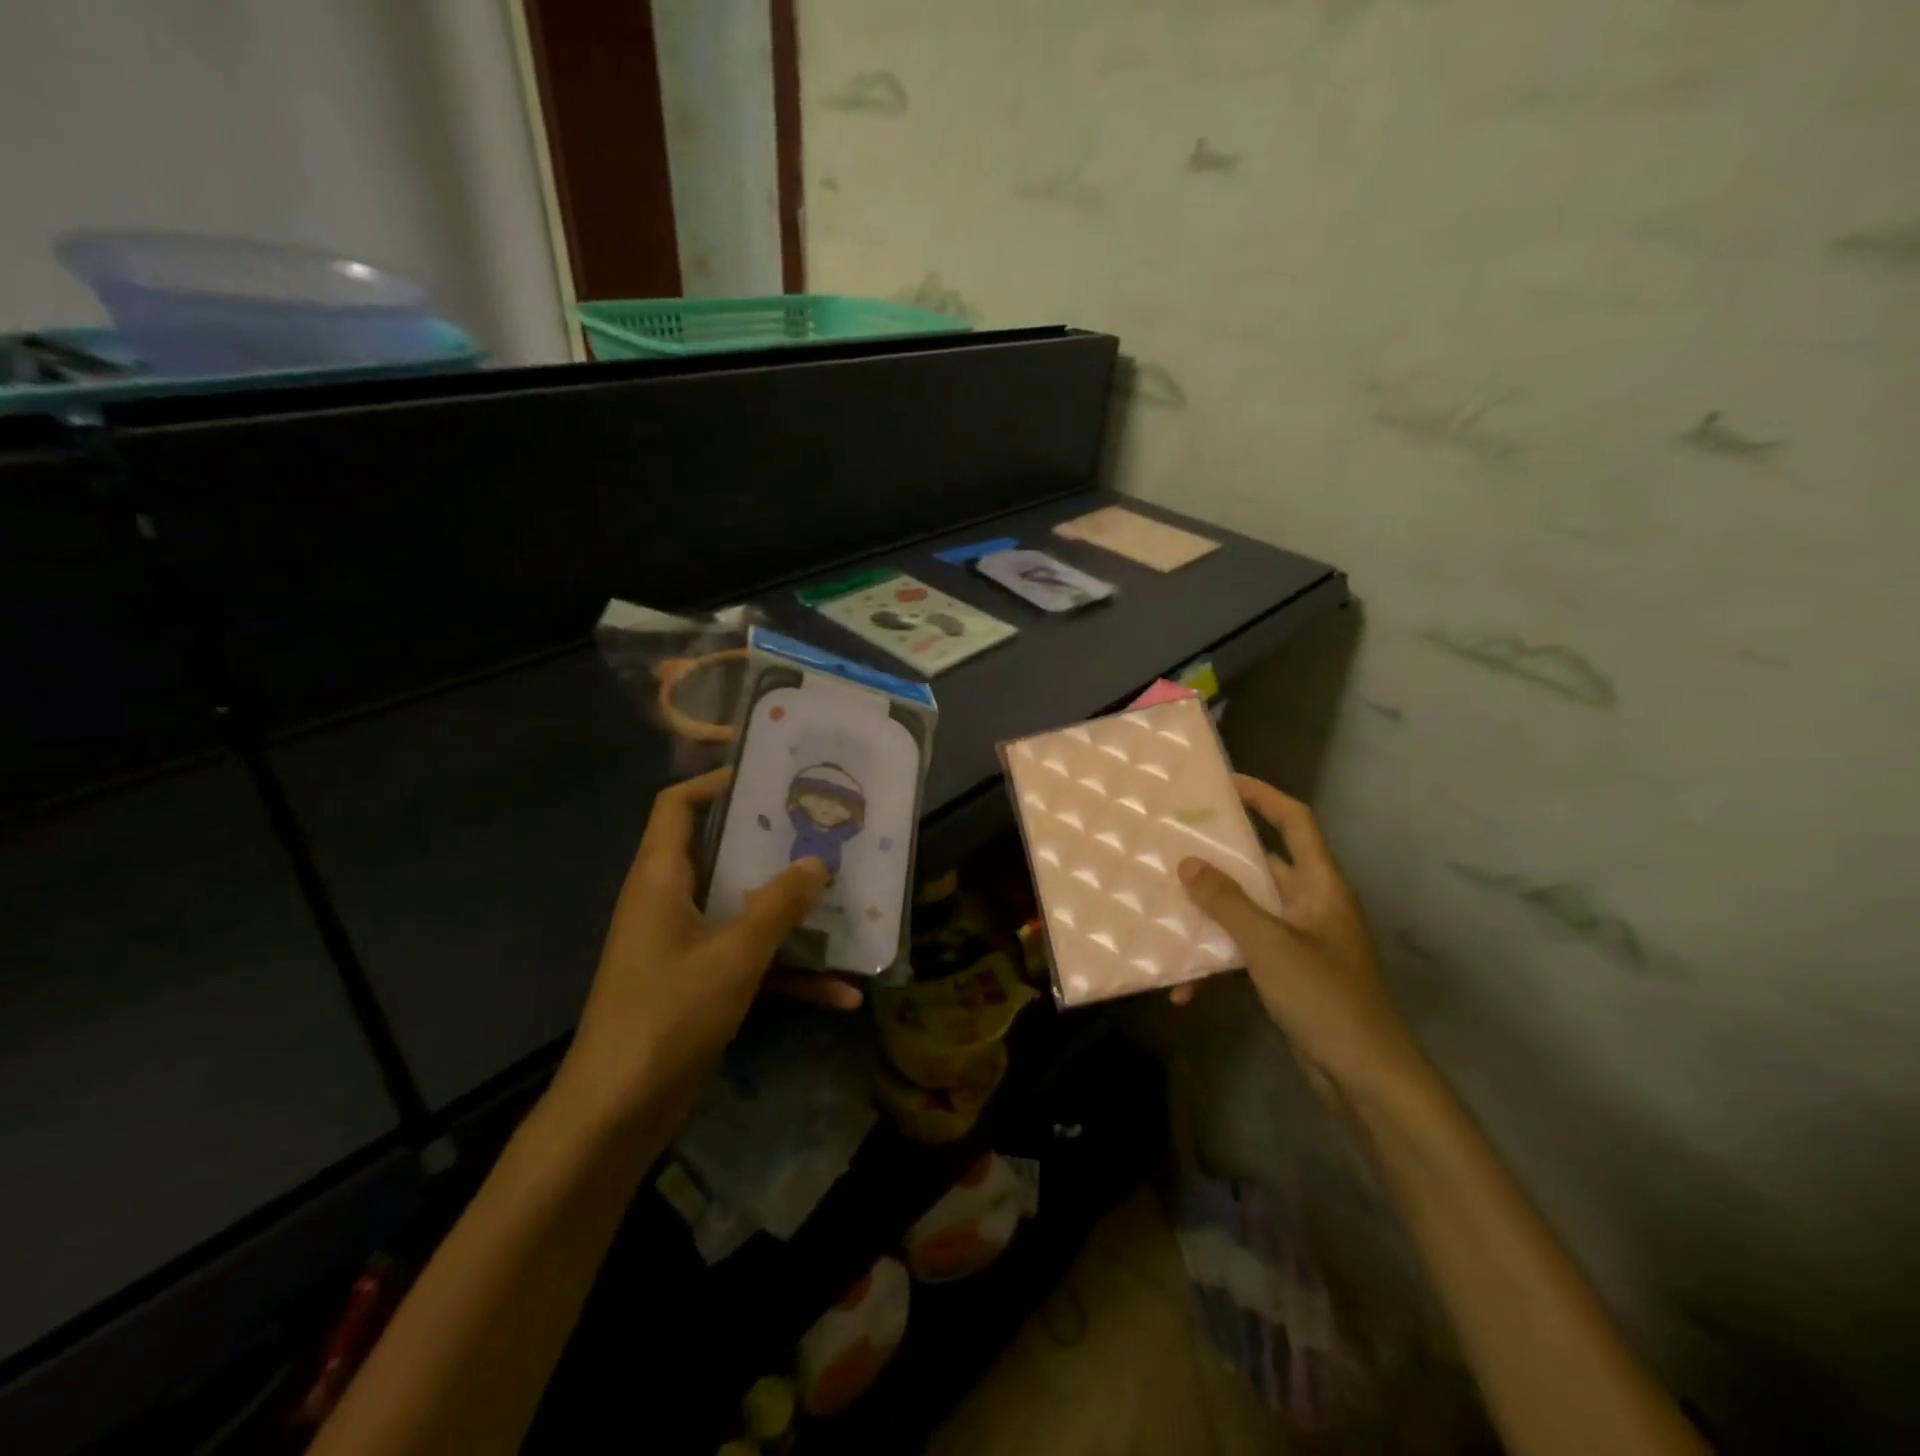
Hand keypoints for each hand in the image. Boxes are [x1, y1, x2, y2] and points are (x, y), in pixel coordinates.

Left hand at [551, 768, 858, 1128]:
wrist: (616, 1114)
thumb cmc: (668, 1015)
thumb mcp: (734, 955)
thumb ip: (778, 905)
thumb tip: (817, 862)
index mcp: (661, 878)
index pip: (677, 806)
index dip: (716, 782)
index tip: (771, 775)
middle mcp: (670, 902)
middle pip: (721, 853)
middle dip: (773, 843)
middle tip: (824, 828)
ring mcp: (685, 945)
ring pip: (743, 909)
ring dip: (791, 910)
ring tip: (845, 896)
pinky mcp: (699, 985)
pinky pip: (750, 962)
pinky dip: (789, 972)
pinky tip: (843, 993)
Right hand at [1176, 775, 1423, 1103]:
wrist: (1365, 1077)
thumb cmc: (1325, 997)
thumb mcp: (1269, 944)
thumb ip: (1227, 901)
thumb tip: (1188, 864)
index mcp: (1320, 884)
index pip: (1295, 821)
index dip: (1264, 796)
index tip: (1224, 783)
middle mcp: (1311, 904)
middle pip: (1262, 864)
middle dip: (1219, 857)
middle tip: (1175, 845)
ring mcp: (1300, 939)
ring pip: (1247, 909)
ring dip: (1210, 914)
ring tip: (1166, 909)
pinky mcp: (1288, 971)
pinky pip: (1244, 949)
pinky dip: (1217, 960)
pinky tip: (1186, 988)